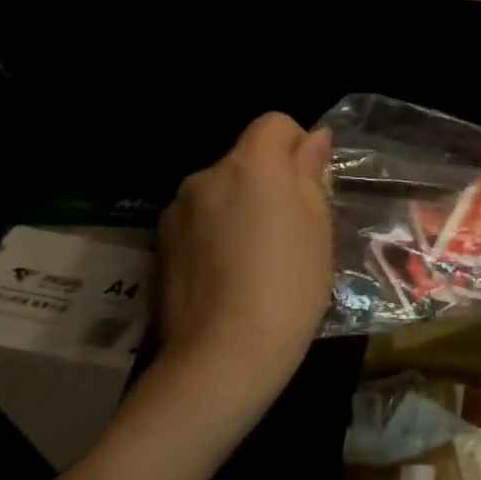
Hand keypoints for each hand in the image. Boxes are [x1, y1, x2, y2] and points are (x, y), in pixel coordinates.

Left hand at [145, 114, 332, 448]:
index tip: (315, 185)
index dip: (299, 145)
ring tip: (264, 255)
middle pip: (247, 159)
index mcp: (250, 167)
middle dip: (272, 180)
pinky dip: (220, 233)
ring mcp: (177, 213)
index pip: (275, 124)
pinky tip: (235, 273)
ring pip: (223, 192)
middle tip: (298, 227)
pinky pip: (202, 221)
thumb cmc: (290, 283)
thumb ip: (312, 173)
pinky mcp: (161, 246)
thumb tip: (314, 138)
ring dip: (244, 207)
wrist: (224, 355)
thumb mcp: (320, 224)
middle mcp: (206, 177)